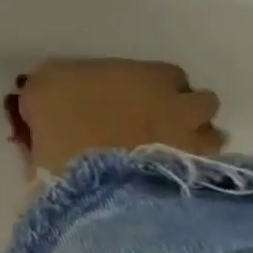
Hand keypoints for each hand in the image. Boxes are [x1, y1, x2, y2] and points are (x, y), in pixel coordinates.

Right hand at [12, 58, 225, 176]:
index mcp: (147, 76)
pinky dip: (187, 169)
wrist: (82, 172)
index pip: (168, 74)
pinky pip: (201, 170)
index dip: (152, 85)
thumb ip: (62, 80)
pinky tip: (161, 174)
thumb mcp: (43, 84)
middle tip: (154, 122)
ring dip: (191, 140)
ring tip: (163, 152)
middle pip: (201, 102)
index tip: (133, 95)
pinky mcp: (190, 178)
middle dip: (182, 110)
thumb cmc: (60, 117)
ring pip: (209, 138)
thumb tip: (63, 84)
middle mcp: (179, 105)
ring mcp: (190, 143)